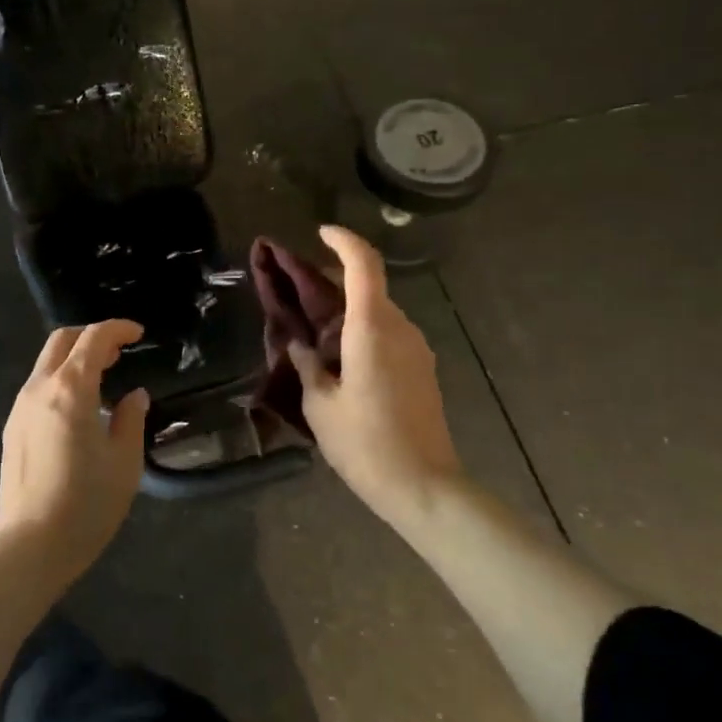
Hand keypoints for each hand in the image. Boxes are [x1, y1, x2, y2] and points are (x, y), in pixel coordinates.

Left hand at [0, 320, 149, 580]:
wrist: (31, 547)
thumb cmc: (87, 504)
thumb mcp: (124, 462)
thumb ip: (131, 419)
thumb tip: (134, 395)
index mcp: (71, 390)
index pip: (93, 339)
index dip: (117, 329)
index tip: (138, 333)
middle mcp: (39, 389)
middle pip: (61, 340)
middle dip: (90, 336)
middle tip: (118, 352)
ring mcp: (20, 408)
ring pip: (46, 363)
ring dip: (74, 359)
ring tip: (102, 379)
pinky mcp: (12, 429)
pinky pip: (37, 387)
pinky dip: (60, 380)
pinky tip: (78, 408)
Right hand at [291, 226, 465, 528]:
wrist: (424, 488)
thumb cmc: (365, 444)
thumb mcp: (319, 405)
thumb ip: (306, 365)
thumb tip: (300, 344)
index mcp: (372, 328)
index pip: (363, 263)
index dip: (342, 240)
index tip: (319, 233)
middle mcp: (400, 328)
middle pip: (368, 285)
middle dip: (332, 280)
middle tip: (297, 291)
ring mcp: (416, 348)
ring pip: (378, 311)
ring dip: (346, 309)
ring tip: (312, 331)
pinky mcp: (422, 369)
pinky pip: (388, 334)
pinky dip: (362, 331)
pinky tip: (339, 359)